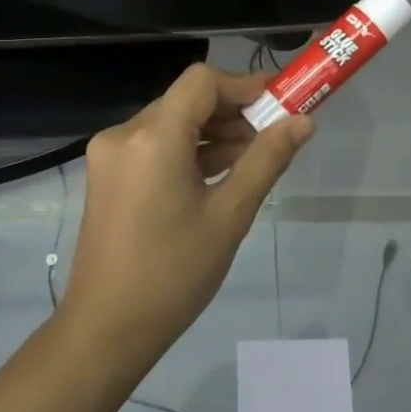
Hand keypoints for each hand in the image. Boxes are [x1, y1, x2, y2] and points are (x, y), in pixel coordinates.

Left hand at [58, 64, 312, 369]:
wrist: (107, 329)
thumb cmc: (174, 273)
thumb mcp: (229, 215)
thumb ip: (266, 160)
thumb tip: (303, 122)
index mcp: (152, 137)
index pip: (202, 82)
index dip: (244, 86)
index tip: (280, 104)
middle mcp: (124, 134)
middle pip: (186, 100)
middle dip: (232, 112)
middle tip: (274, 136)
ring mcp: (110, 155)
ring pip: (171, 123)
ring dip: (212, 133)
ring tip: (253, 159)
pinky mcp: (108, 175)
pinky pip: (154, 146)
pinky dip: (187, 151)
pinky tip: (219, 174)